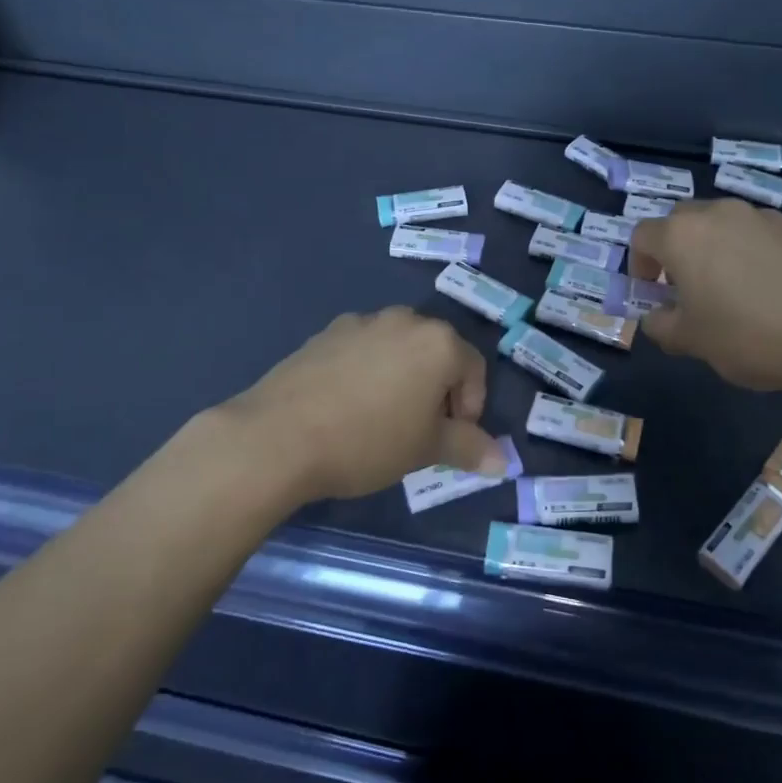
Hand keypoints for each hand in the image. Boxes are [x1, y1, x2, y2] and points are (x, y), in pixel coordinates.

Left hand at [220, 308, 505, 502]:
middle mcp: (405, 320)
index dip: (471, 407)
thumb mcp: (425, 449)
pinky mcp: (326, 332)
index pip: (474, 369)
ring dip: (403, 378)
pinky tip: (347, 406)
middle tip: (421, 430)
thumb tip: (503, 462)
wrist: (278, 436)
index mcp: (438, 342)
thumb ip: (468, 448)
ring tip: (383, 419)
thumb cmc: (368, 441)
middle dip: (438, 390)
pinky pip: (363, 350)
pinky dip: (368, 372)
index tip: (452, 440)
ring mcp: (362, 322)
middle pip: (437, 353)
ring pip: (399, 349)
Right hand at [629, 198, 781, 392]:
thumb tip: (655, 317)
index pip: (642, 236)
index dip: (639, 264)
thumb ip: (661, 326)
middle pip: (683, 221)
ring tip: (734, 290)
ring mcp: (763, 217)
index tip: (651, 293)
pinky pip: (762, 236)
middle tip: (688, 287)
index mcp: (683, 236)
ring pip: (725, 224)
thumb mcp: (692, 342)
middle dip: (677, 250)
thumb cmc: (750, 337)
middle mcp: (720, 214)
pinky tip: (774, 291)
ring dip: (717, 249)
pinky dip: (755, 254)